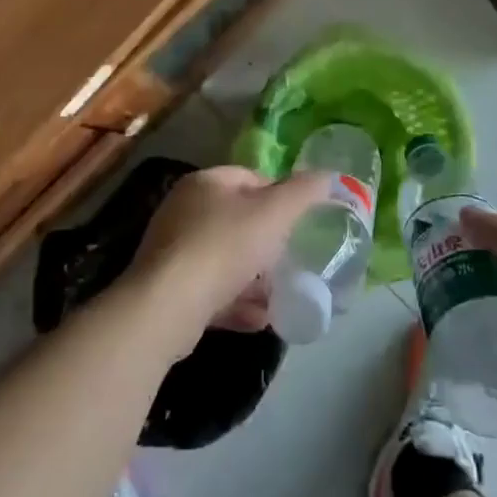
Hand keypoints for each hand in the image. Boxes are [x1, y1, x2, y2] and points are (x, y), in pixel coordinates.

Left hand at [128, 166, 329, 345]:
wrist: (167, 307)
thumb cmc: (224, 247)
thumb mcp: (274, 213)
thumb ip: (304, 192)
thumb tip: (329, 176)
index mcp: (206, 182)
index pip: (251, 178)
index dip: (280, 197)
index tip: (300, 223)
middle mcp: (184, 210)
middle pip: (237, 221)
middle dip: (267, 243)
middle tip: (291, 260)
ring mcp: (172, 250)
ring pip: (224, 259)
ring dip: (253, 278)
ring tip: (278, 296)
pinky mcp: (167, 289)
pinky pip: (210, 290)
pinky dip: (234, 302)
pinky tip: (258, 319)